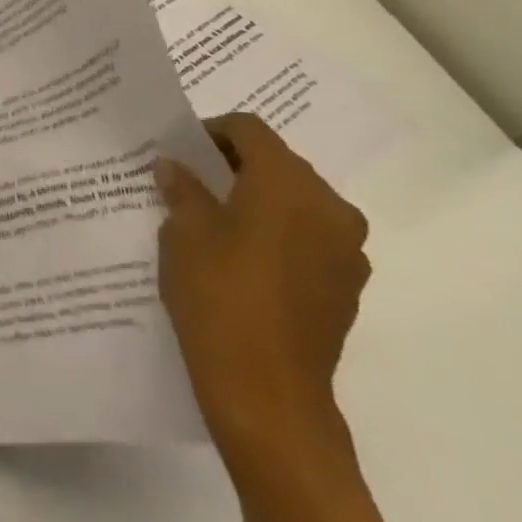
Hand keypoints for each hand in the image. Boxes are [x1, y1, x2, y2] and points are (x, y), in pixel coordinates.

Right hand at [156, 114, 369, 465]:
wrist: (267, 391)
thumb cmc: (218, 295)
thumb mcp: (183, 232)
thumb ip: (183, 190)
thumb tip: (175, 166)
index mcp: (289, 184)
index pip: (250, 130)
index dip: (211, 131)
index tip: (178, 150)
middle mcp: (330, 208)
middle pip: (278, 164)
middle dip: (233, 166)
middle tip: (188, 183)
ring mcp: (346, 251)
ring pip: (295, 203)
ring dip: (256, 201)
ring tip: (211, 222)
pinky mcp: (346, 286)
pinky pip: (307, 239)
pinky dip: (275, 235)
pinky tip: (238, 260)